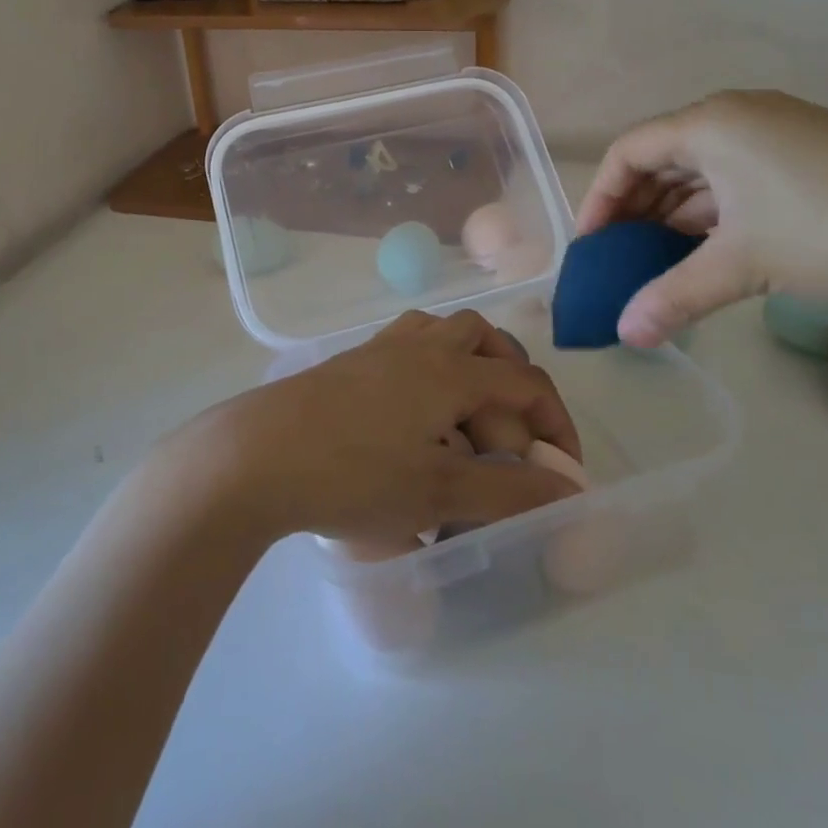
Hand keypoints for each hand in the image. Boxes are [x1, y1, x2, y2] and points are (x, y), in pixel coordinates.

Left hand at [175, 310, 581, 545]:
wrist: (258, 455)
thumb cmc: (355, 475)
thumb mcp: (439, 493)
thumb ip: (510, 493)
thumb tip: (569, 492)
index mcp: (451, 370)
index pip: (525, 382)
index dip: (556, 423)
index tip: (562, 472)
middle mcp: (421, 345)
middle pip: (485, 339)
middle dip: (511, 384)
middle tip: (507, 442)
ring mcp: (381, 348)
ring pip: (443, 334)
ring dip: (468, 368)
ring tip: (464, 424)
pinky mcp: (351, 361)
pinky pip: (408, 348)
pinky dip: (430, 371)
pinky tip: (414, 418)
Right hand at [577, 91, 827, 347]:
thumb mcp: (746, 264)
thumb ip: (674, 296)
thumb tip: (624, 335)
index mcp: (712, 122)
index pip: (628, 152)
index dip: (599, 199)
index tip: (590, 249)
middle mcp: (739, 117)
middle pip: (663, 160)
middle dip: (635, 212)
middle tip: (619, 263)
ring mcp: (779, 136)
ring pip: (703, 175)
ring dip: (675, 219)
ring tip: (659, 267)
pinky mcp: (811, 160)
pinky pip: (739, 184)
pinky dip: (715, 219)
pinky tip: (711, 256)